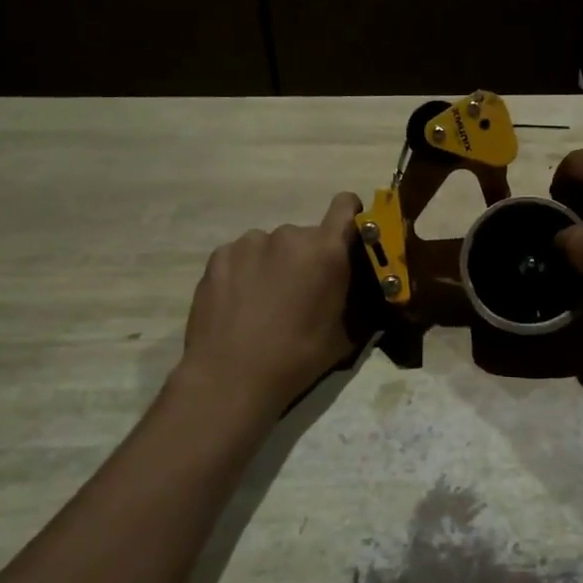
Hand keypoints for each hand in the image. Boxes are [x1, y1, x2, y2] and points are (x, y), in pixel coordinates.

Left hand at [177, 192, 363, 415]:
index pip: (346, 206)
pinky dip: (246, 271)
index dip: (351, 216)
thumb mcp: (345, 335)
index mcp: (326, 251)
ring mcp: (250, 242)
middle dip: (309, 257)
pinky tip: (241, 302)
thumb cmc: (297, 357)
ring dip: (276, 263)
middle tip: (302, 292)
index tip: (347, 239)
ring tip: (266, 300)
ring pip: (273, 245)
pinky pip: (243, 255)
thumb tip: (362, 294)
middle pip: (308, 236)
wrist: (231, 376)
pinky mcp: (220, 255)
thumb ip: (356, 303)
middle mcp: (290, 235)